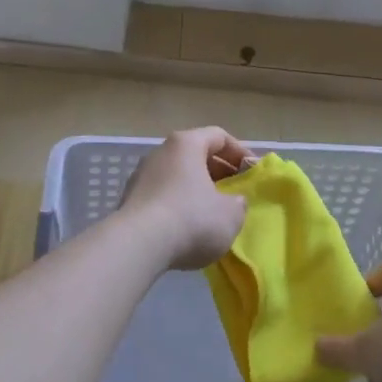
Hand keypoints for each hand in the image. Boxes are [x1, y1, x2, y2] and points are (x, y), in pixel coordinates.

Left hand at [118, 127, 255, 272]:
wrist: (138, 245)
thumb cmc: (191, 219)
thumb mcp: (230, 215)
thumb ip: (238, 203)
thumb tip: (234, 201)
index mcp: (186, 144)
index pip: (219, 136)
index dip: (240, 152)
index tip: (252, 173)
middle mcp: (161, 152)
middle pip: (196, 154)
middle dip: (218, 171)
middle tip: (235, 192)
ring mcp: (141, 174)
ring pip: (178, 175)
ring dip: (197, 189)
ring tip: (212, 212)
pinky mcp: (130, 198)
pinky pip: (162, 194)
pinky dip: (178, 204)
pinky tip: (187, 227)